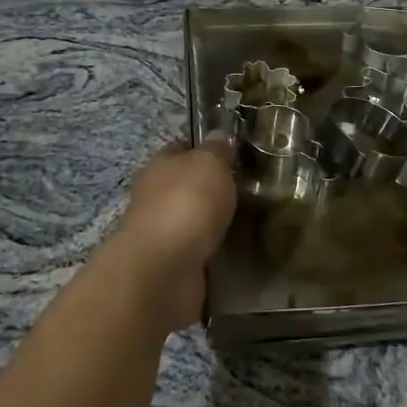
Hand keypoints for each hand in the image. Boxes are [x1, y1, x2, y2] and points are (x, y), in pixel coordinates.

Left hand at [112, 138, 236, 331]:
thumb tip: (220, 136)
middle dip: (213, 188)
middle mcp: (155, 197)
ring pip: (193, 220)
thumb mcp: (209, 164)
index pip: (182, 148)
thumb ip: (216, 150)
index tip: (234, 154)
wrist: (163, 270)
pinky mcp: (172, 265)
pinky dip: (214, 251)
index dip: (205, 149)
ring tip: (250, 222)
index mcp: (160, 166)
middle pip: (187, 186)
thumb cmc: (185, 204)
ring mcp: (162, 233)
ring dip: (214, 223)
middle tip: (250, 190)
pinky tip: (236, 250)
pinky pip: (199, 252)